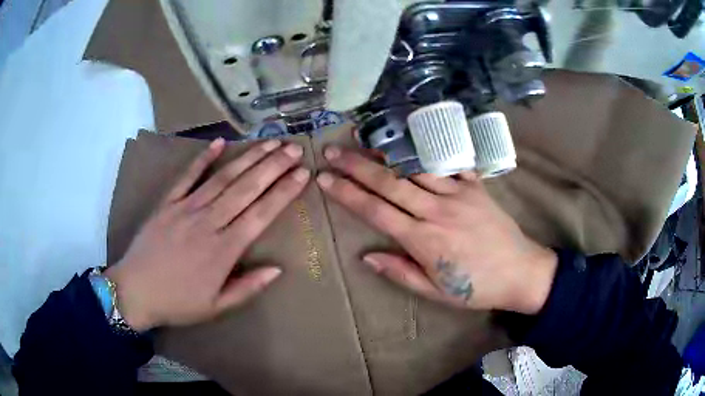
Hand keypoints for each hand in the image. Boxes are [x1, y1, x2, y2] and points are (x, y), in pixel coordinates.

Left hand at [105, 138, 309, 330]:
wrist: (134, 291)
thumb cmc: (177, 302)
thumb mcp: (216, 307)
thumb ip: (247, 288)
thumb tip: (277, 269)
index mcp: (223, 250)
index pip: (260, 214)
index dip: (283, 192)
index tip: (302, 174)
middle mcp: (208, 222)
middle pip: (245, 188)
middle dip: (273, 166)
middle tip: (294, 148)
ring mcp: (186, 208)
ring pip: (223, 178)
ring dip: (248, 158)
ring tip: (270, 142)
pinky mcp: (167, 202)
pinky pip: (187, 176)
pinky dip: (203, 158)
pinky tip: (219, 142)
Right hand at [316, 146, 556, 314]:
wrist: (520, 272)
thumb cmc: (476, 288)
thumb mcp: (435, 292)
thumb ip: (400, 272)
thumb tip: (367, 257)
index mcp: (423, 240)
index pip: (375, 211)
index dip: (346, 193)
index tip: (324, 179)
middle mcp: (436, 211)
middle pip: (389, 183)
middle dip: (356, 166)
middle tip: (332, 151)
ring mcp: (458, 194)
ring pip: (414, 168)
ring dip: (385, 153)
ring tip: (361, 139)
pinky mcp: (476, 187)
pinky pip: (449, 164)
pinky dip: (427, 151)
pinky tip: (410, 141)